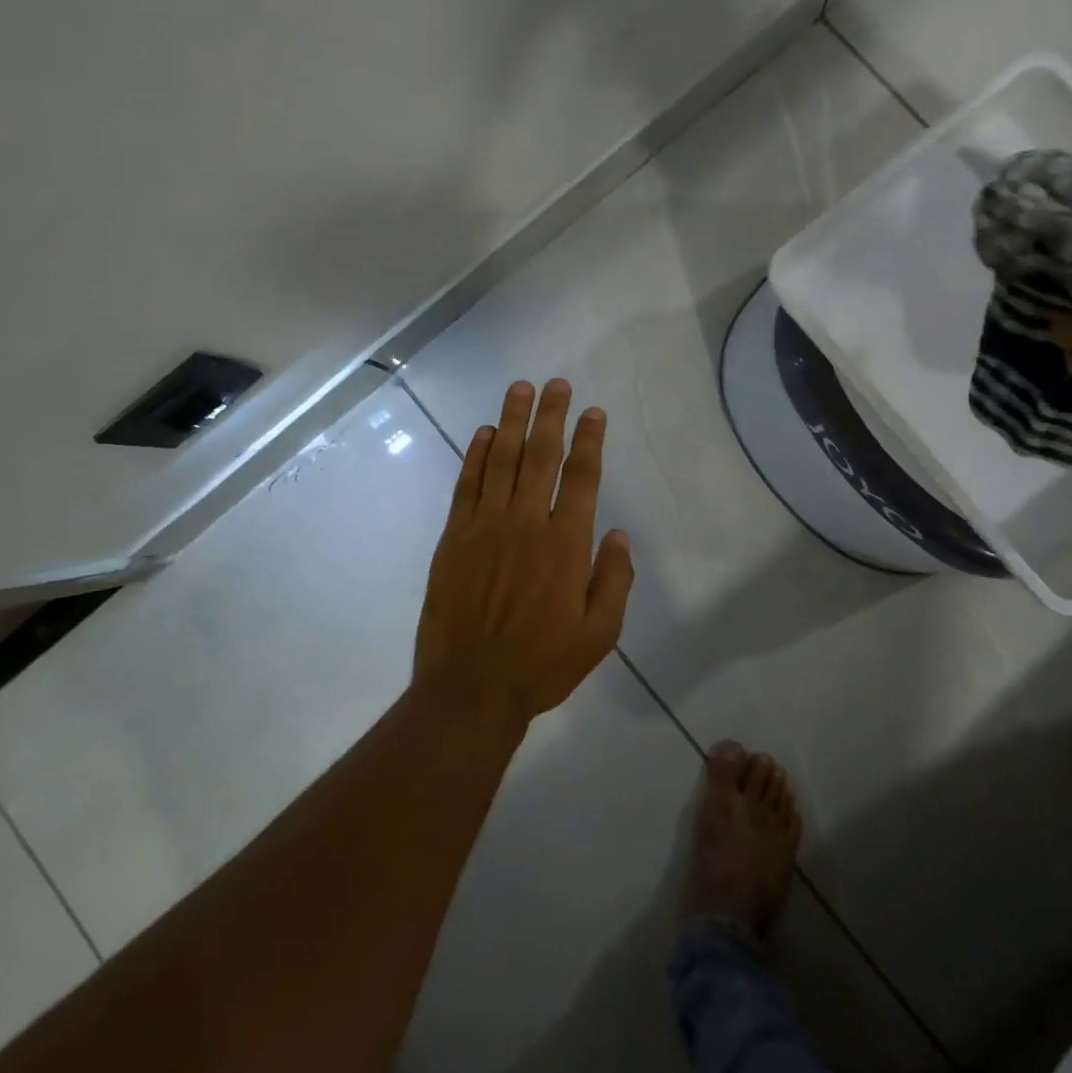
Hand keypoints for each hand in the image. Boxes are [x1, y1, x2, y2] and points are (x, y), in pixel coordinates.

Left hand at [414, 379, 634, 727]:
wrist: (471, 688)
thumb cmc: (542, 664)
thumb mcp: (599, 635)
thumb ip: (614, 580)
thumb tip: (617, 533)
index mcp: (565, 544)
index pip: (582, 476)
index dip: (589, 439)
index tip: (594, 412)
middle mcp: (526, 523)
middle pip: (540, 455)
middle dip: (551, 415)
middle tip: (556, 384)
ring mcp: (485, 526)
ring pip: (500, 459)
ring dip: (511, 420)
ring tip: (519, 389)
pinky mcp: (454, 537)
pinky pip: (466, 485)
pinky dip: (474, 455)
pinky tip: (482, 433)